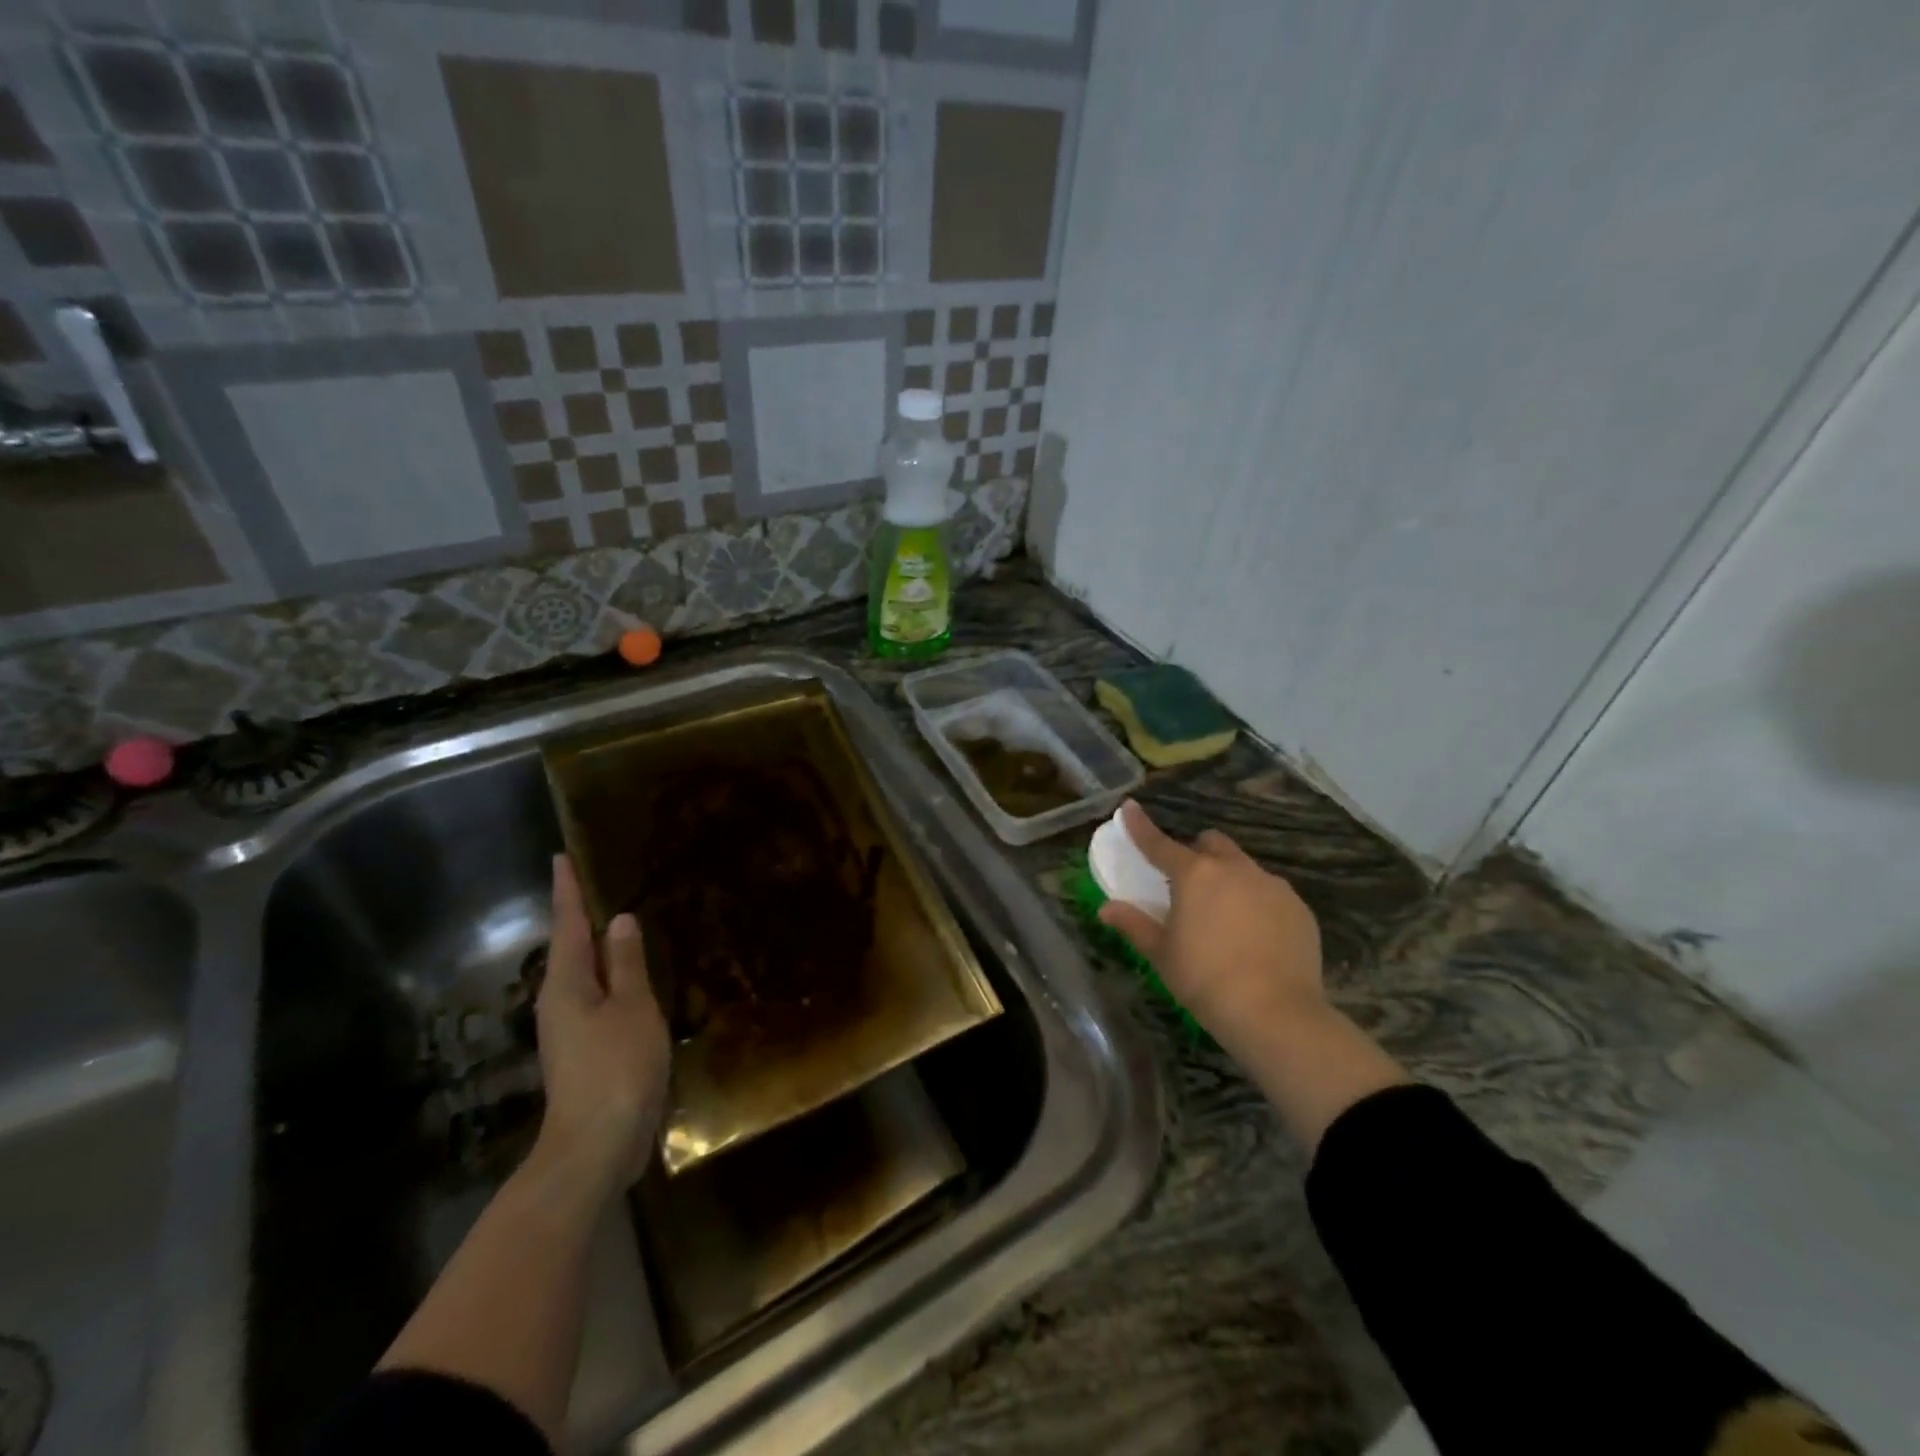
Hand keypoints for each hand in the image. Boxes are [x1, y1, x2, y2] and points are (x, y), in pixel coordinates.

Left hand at [533, 855, 670, 1199]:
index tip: (560, 857)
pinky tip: (628, 977)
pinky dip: (611, 978)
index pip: (568, 923)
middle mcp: (559, 1000)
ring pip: (584, 974)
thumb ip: (627, 963)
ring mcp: (569, 1029)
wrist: (596, 1146)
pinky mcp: (583, 1051)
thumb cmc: (617, 1067)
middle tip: (597, 881)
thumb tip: (620, 920)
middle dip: (580, 915)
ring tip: (617, 922)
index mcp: (567, 983)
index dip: (567, 890)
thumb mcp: (633, 1007)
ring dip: (598, 947)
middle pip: (570, 947)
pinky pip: (597, 998)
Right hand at [1099, 801, 1326, 1055]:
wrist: (1275, 1013)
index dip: (1141, 826)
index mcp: (1195, 875)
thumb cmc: (1205, 980)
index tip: (1129, 807)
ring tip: (1225, 917)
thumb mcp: (1162, 954)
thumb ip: (1134, 924)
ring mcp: (1272, 885)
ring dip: (1229, 879)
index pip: (1159, 843)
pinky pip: (1271, 893)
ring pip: (1244, 867)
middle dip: (1197, 853)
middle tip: (1188, 884)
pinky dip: (1257, 903)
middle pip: (1211, 844)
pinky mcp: (1299, 908)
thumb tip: (1106, 909)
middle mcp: (1235, 869)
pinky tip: (1255, 936)